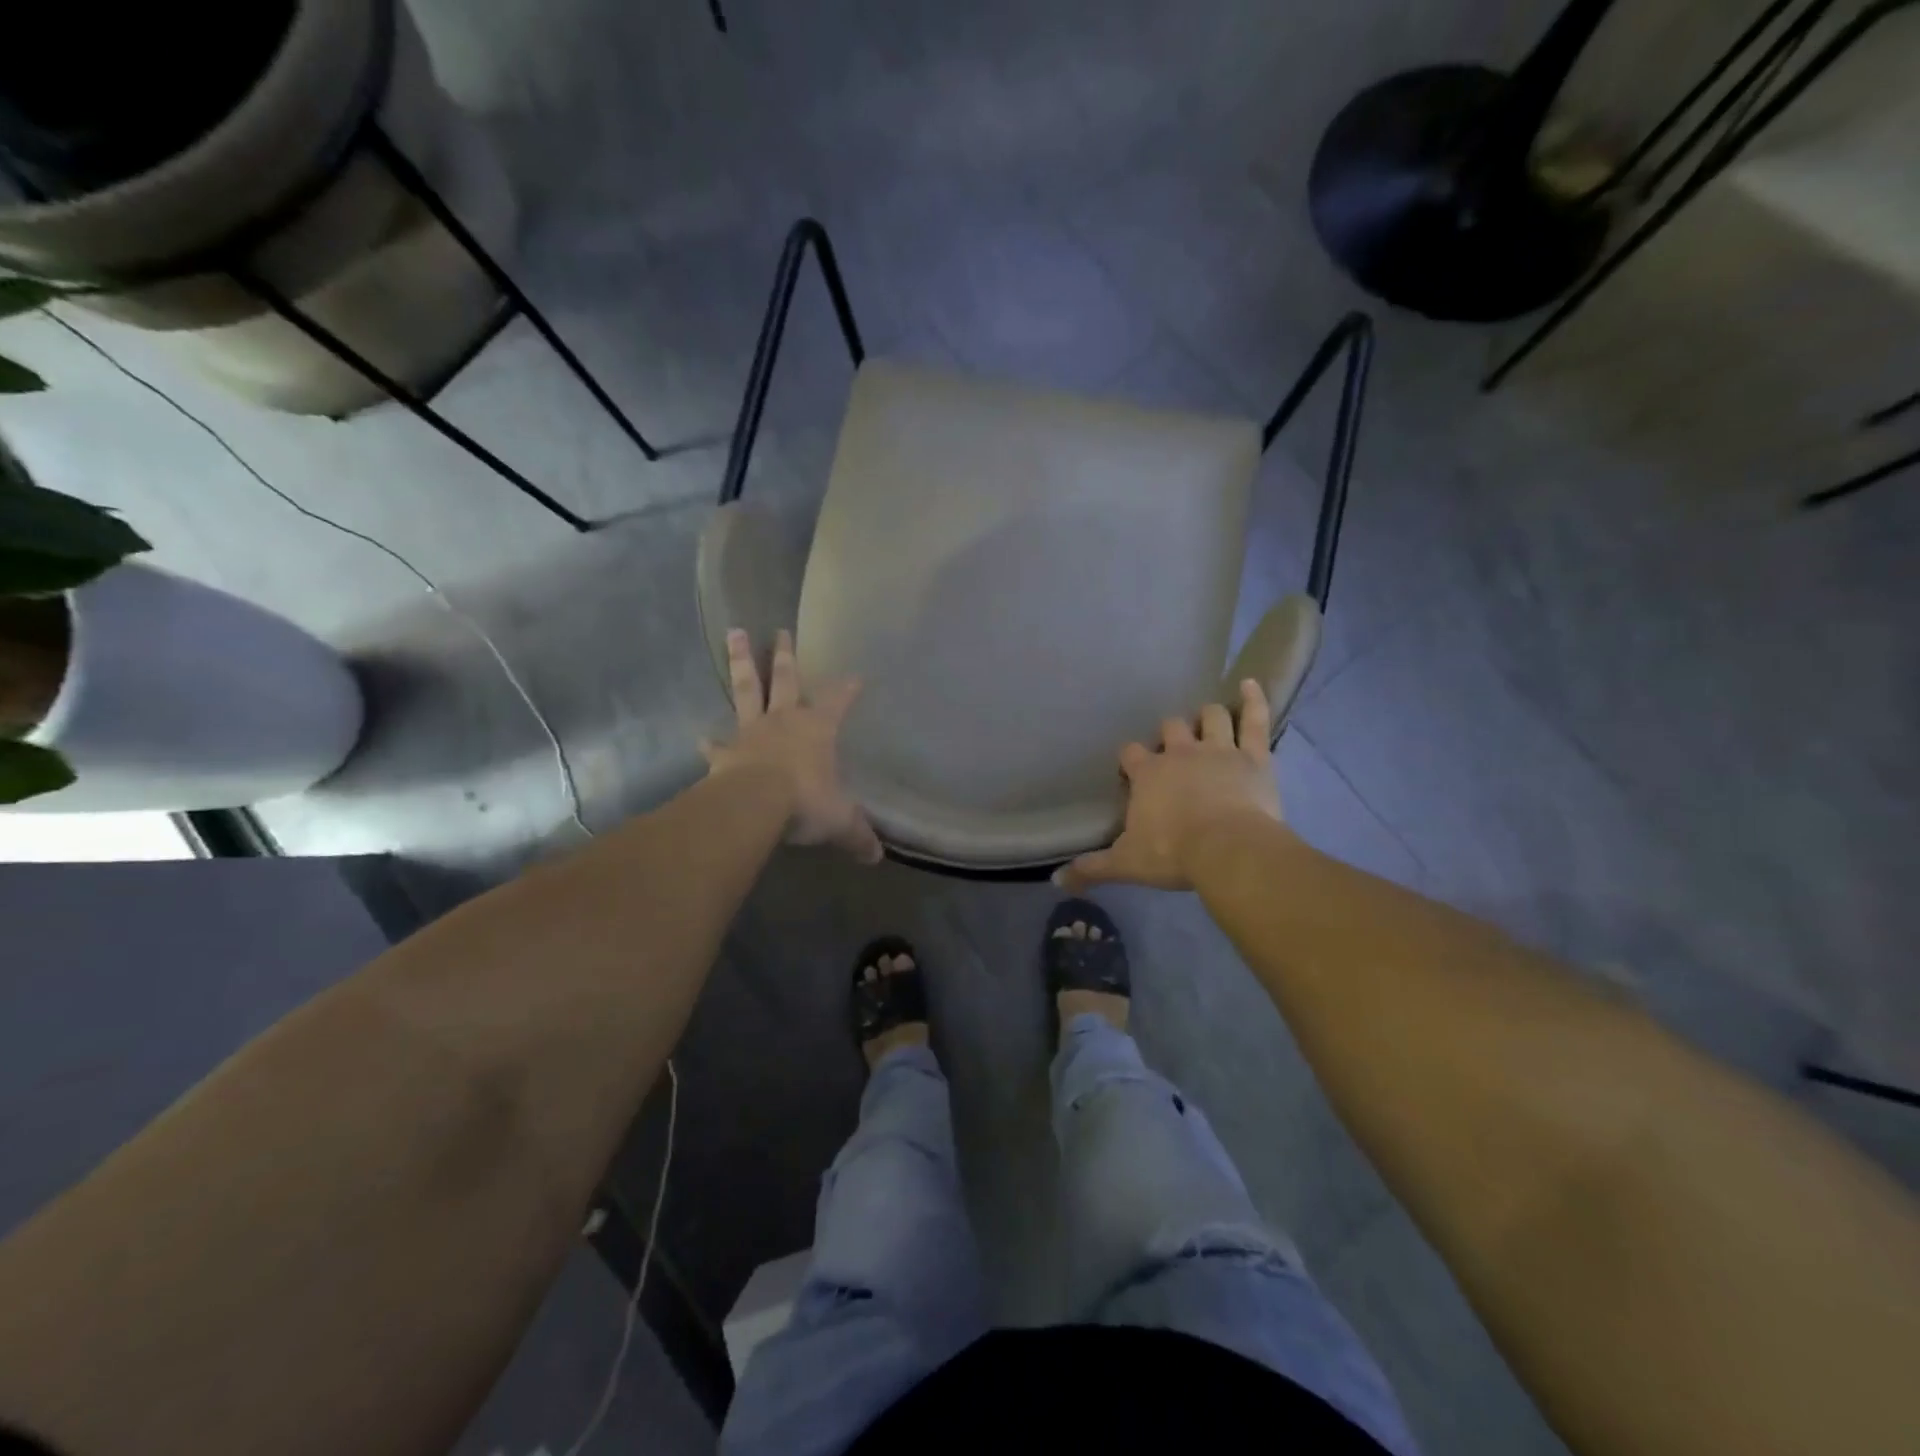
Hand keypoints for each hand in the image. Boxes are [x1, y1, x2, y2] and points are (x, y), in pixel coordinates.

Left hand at [703, 628, 883, 863]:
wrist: (755, 804)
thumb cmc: (806, 801)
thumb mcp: (841, 820)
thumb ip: (858, 834)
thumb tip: (877, 856)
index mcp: (817, 729)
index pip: (838, 701)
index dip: (847, 689)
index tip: (856, 676)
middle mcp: (784, 721)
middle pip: (785, 679)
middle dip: (784, 655)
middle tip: (780, 630)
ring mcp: (751, 733)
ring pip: (746, 690)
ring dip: (741, 662)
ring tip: (734, 633)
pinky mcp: (725, 753)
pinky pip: (716, 745)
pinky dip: (709, 742)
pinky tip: (700, 737)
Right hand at [1057, 679, 1285, 891]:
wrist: (1228, 850)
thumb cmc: (1173, 854)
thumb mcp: (1126, 864)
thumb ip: (1091, 868)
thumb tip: (1056, 881)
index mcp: (1148, 773)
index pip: (1131, 754)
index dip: (1131, 760)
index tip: (1133, 772)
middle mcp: (1181, 752)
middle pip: (1171, 727)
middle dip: (1170, 733)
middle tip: (1174, 750)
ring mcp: (1219, 749)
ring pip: (1211, 717)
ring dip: (1208, 717)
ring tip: (1208, 721)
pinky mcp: (1254, 756)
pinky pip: (1254, 720)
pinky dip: (1253, 700)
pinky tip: (1250, 684)